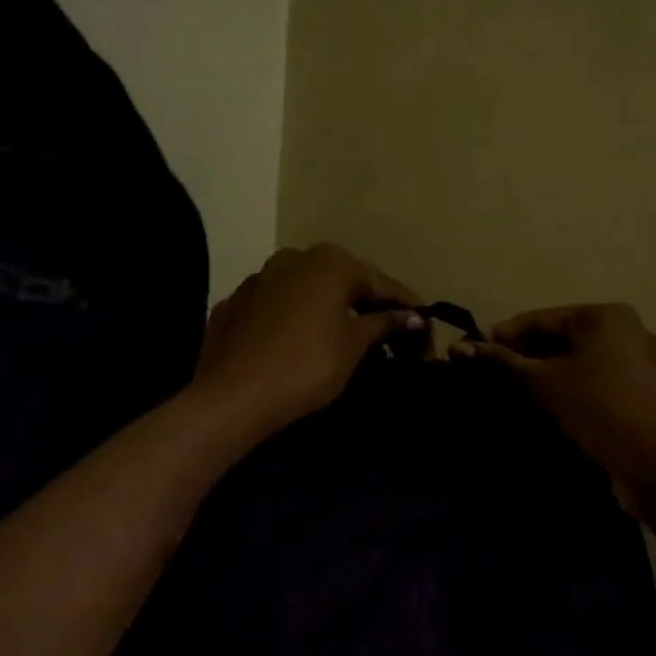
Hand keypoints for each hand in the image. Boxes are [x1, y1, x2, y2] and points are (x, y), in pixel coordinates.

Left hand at [193, 244, 423, 445]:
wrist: (231, 397)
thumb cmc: (307, 366)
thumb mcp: (354, 345)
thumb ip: (384, 324)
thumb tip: (414, 316)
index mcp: (330, 262)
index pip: (380, 282)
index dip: (405, 306)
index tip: (424, 324)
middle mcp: (294, 258)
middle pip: (341, 281)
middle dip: (364, 304)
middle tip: (386, 334)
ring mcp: (258, 278)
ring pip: (305, 291)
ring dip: (325, 309)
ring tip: (341, 338)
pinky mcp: (233, 304)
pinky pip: (274, 307)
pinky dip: (291, 320)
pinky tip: (296, 344)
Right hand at [454, 304, 655, 507]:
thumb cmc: (600, 409)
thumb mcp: (545, 382)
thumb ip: (503, 362)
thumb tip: (458, 347)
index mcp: (605, 315)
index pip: (541, 318)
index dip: (503, 335)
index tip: (470, 352)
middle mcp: (626, 329)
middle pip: (561, 337)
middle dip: (525, 356)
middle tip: (489, 376)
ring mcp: (639, 361)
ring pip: (579, 361)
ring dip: (546, 374)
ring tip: (512, 392)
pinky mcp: (643, 391)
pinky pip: (597, 379)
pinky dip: (571, 387)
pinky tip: (548, 407)